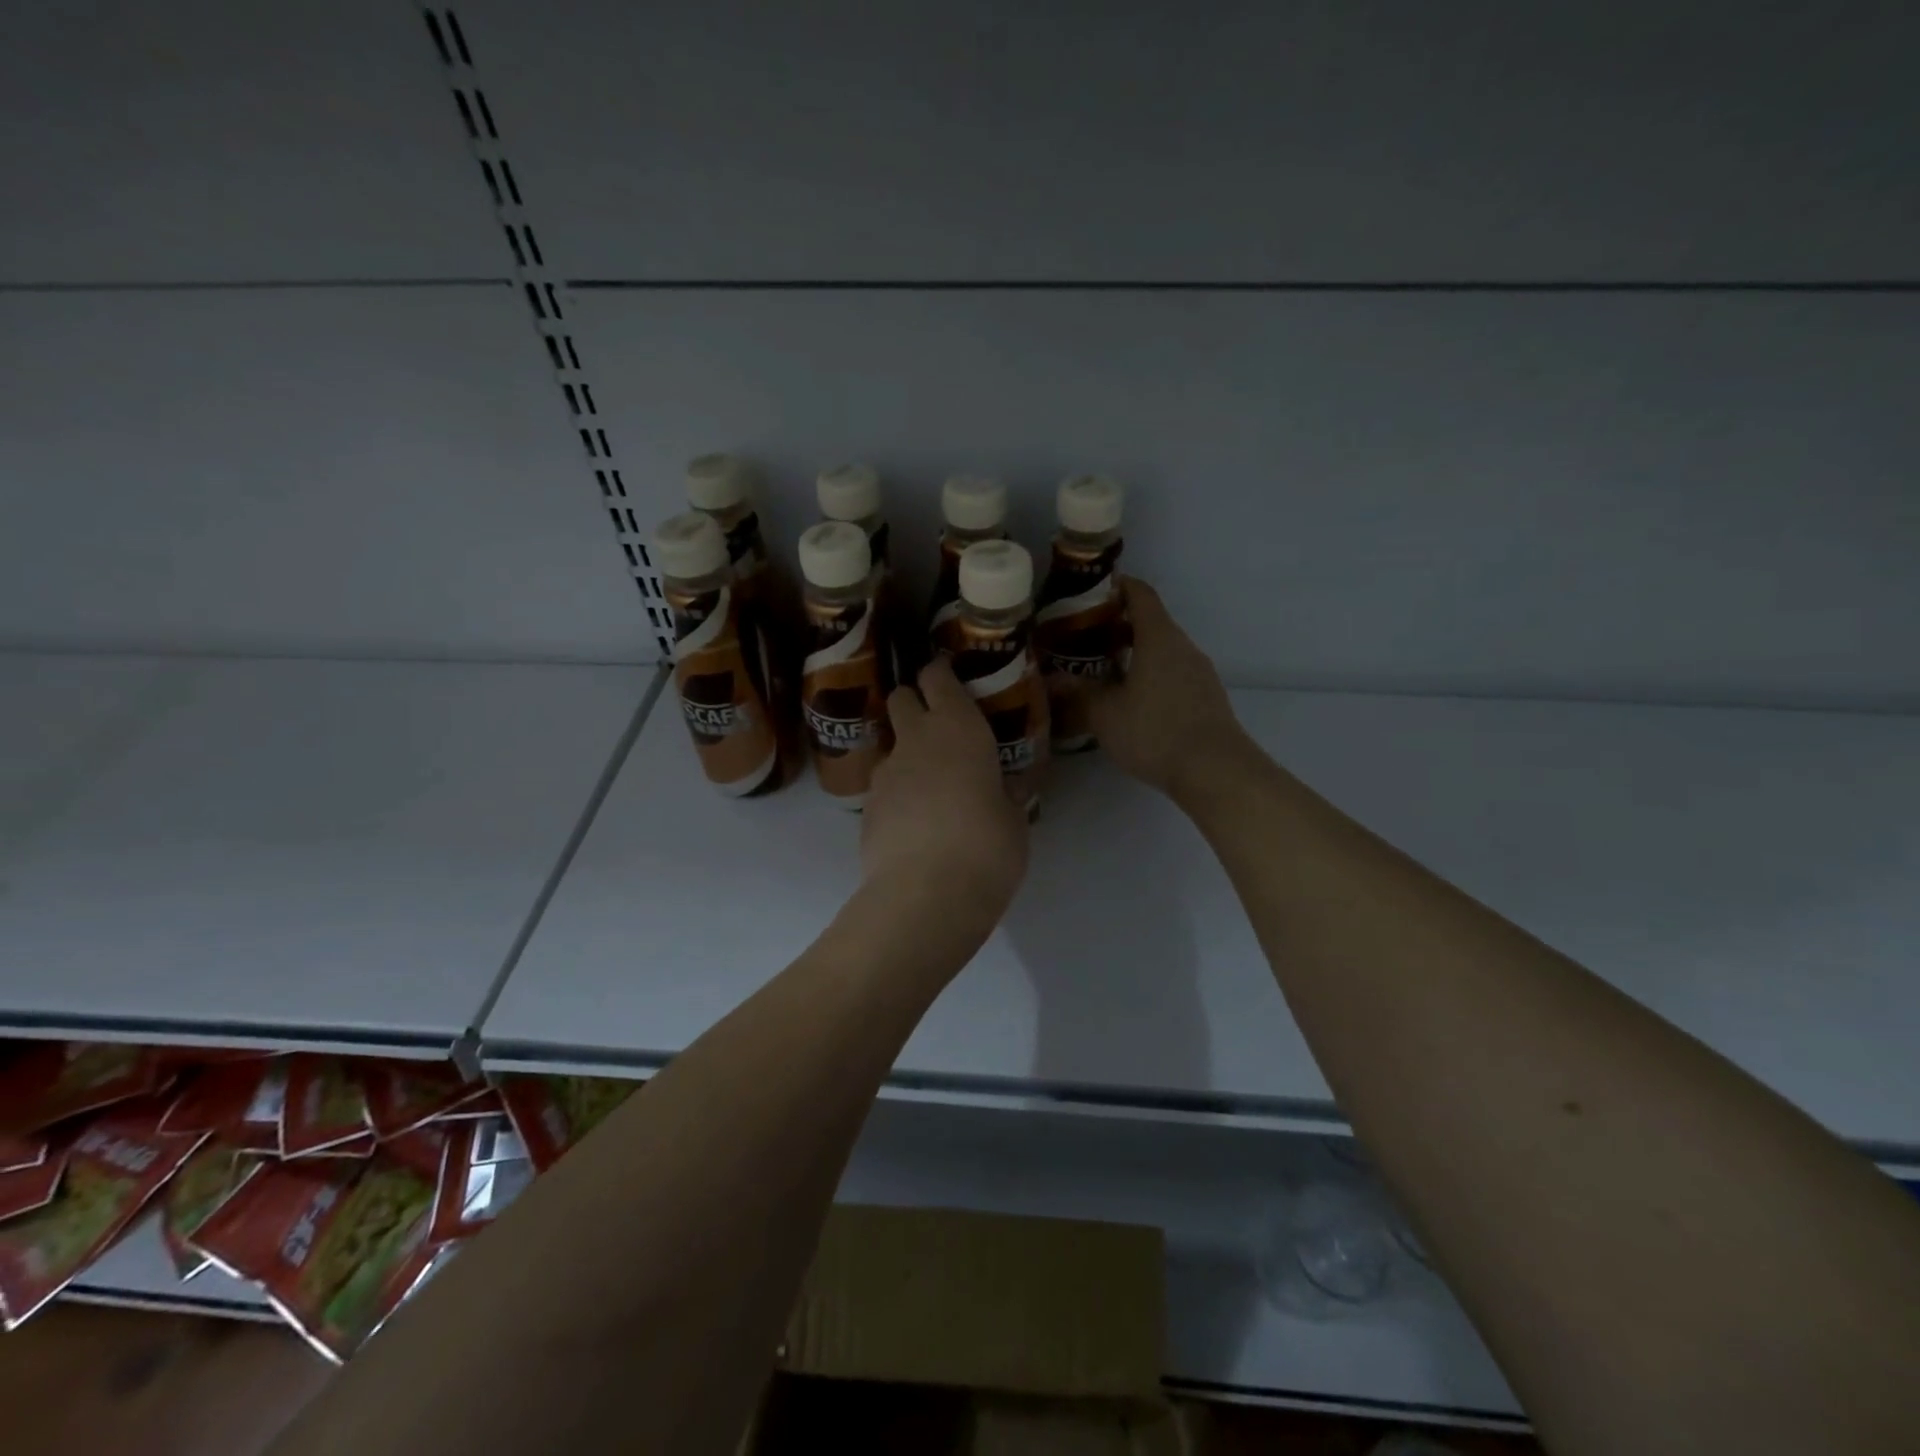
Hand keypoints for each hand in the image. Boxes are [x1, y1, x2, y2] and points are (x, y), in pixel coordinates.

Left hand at [860, 657, 1028, 927]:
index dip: (940, 673)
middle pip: (901, 698)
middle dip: (913, 703)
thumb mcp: (1014, 819)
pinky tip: (914, 826)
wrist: (925, 894)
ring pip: (890, 747)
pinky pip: (883, 789)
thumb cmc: (987, 846)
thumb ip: (1004, 795)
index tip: (947, 676)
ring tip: (930, 790)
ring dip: (906, 756)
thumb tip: (1003, 790)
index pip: (937, 677)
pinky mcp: (865, 809)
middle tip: (937, 728)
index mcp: (958, 728)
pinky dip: (896, 796)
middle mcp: (915, 740)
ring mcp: (884, 773)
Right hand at [1086, 577, 1248, 798]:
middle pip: (1151, 623)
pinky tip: (1131, 701)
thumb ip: (1078, 694)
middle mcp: (1183, 647)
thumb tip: (1052, 680)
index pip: (1140, 595)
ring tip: (1102, 671)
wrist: (1215, 770)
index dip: (1117, 587)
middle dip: (1118, 626)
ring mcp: (1199, 673)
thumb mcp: (1105, 714)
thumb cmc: (1155, 731)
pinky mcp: (1206, 698)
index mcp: (1159, 638)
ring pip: (1163, 651)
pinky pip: (1173, 674)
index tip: (1090, 592)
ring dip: (1135, 654)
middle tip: (1083, 639)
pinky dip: (1151, 676)